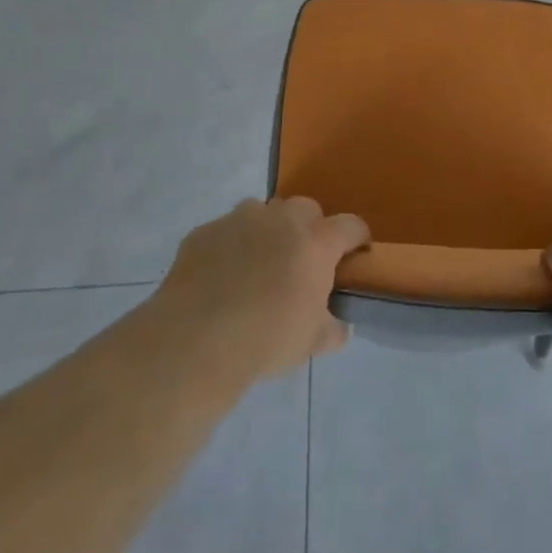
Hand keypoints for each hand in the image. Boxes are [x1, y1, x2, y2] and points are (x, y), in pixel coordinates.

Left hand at [156, 197, 369, 381]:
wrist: (195, 340)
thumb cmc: (266, 339)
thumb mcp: (310, 343)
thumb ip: (332, 330)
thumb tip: (339, 327)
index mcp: (316, 242)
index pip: (350, 225)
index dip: (356, 238)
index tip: (355, 253)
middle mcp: (282, 220)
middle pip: (306, 208)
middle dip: (309, 227)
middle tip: (301, 260)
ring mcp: (240, 220)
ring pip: (263, 212)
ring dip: (267, 230)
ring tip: (257, 265)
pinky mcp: (204, 231)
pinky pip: (225, 231)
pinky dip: (229, 246)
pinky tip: (219, 277)